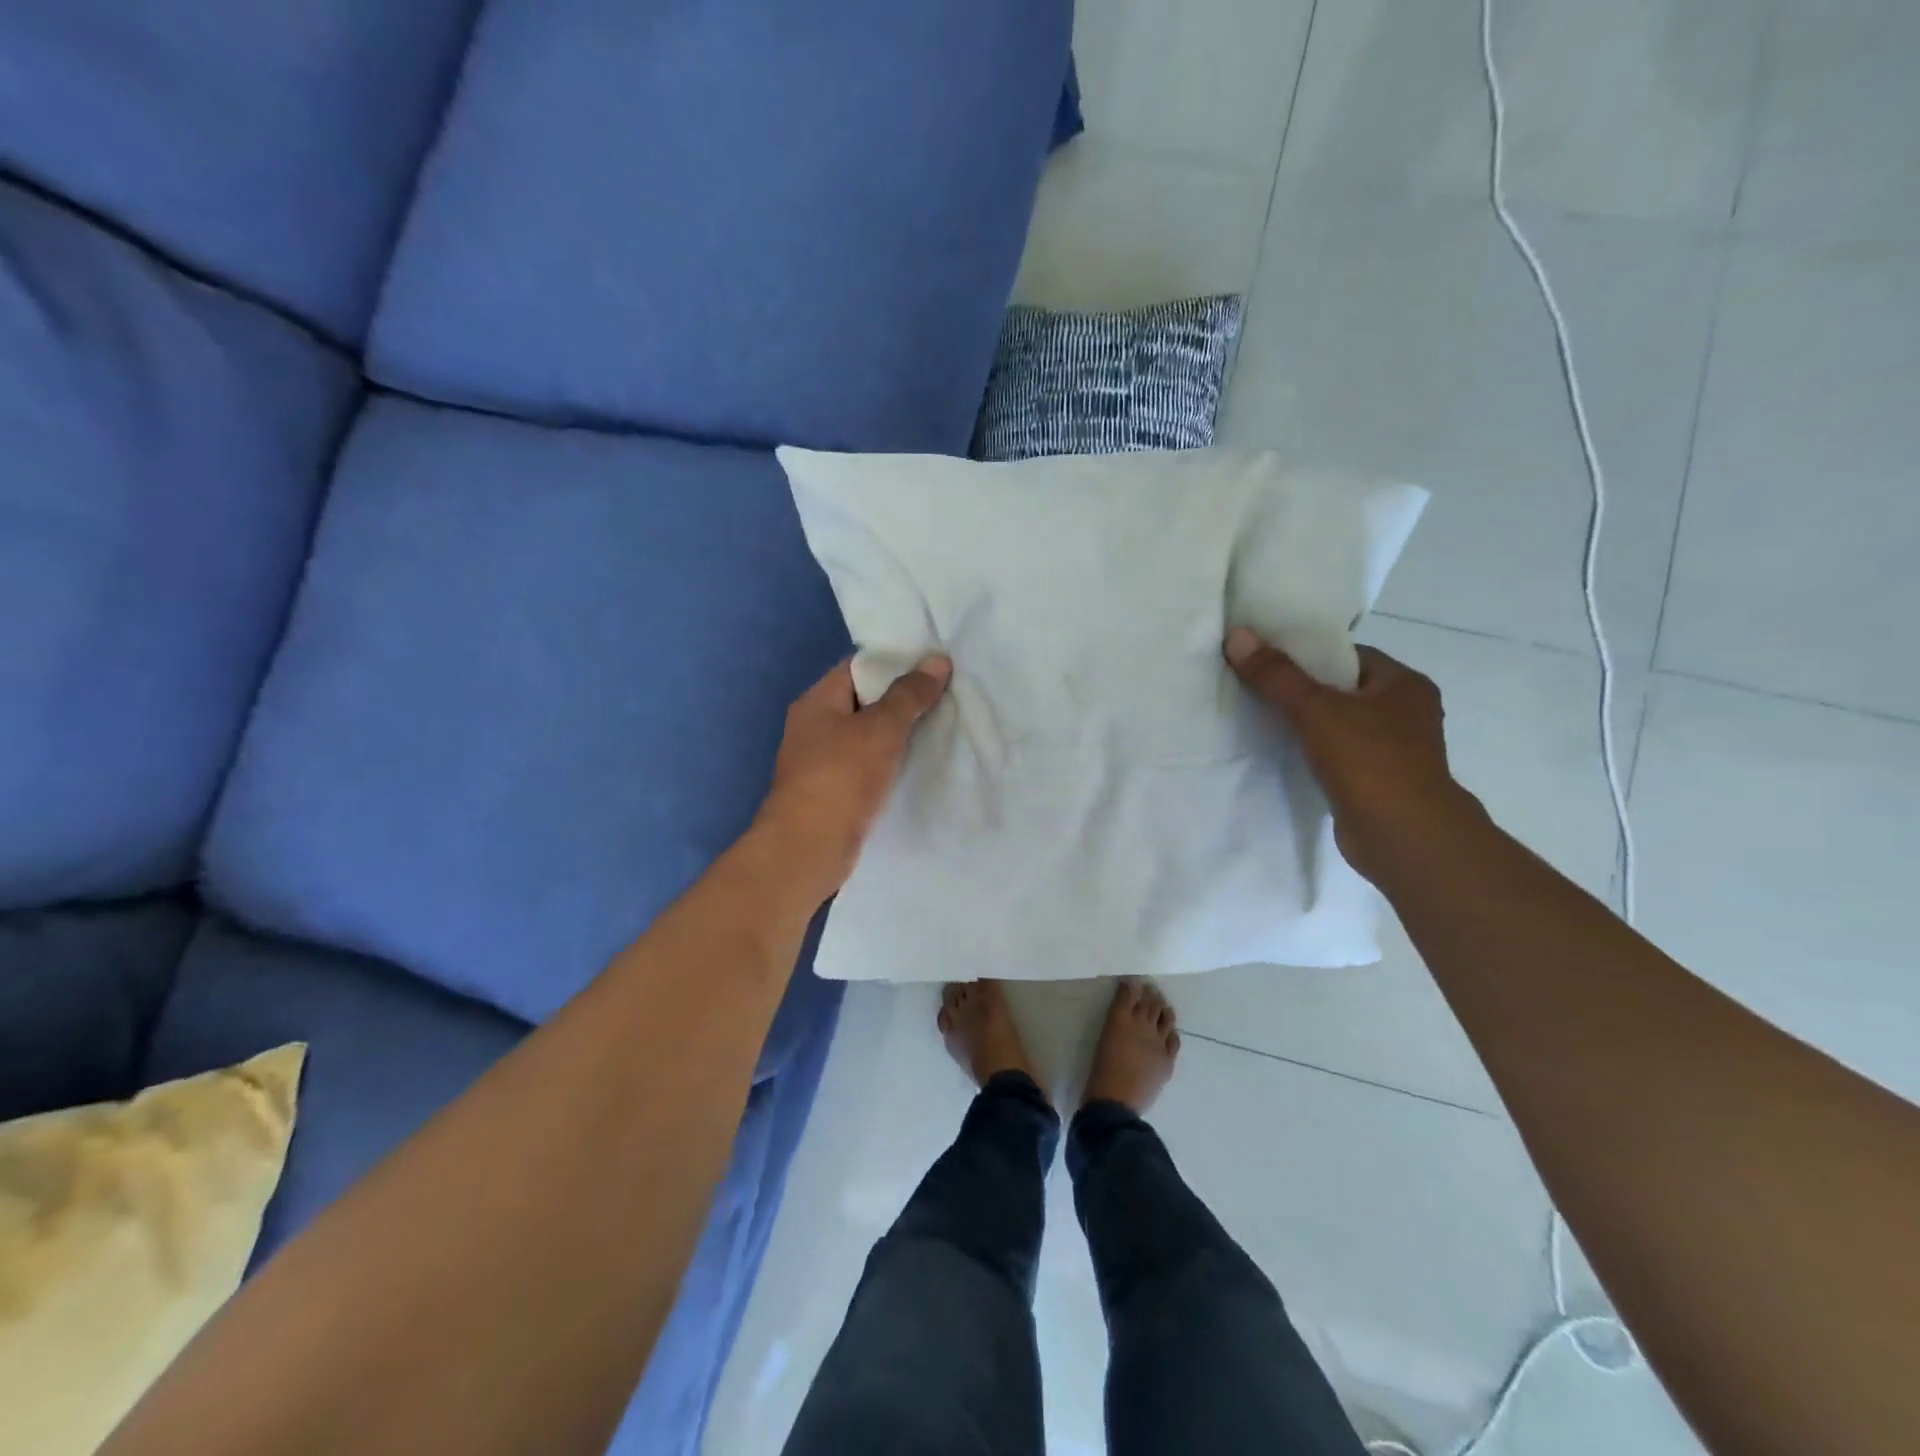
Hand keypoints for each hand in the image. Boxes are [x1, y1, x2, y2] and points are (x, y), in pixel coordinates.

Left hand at [754, 654, 951, 900]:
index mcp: (817, 700)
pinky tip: (920, 764)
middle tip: (946, 696)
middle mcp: (815, 725)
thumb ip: (909, 694)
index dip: (895, 662)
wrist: (808, 848)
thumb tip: (937, 660)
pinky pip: (868, 764)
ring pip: (868, 735)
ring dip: (900, 733)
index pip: (858, 666)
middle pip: (865, 700)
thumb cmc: (841, 777)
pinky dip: (891, 761)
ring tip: (942, 726)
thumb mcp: (880, 728)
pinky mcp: (834, 790)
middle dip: (903, 699)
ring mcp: (822, 760)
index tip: (933, 667)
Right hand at [1224, 627, 1471, 881]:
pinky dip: (1312, 754)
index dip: (1307, 654)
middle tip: (1256, 686)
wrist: (1404, 838)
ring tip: (1260, 718)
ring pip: (1338, 725)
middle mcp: (1406, 713)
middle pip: (1341, 690)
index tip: (1267, 659)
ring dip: (1305, 725)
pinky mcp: (1377, 783)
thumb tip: (1237, 635)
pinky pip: (1337, 756)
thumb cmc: (1370, 762)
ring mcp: (1394, 751)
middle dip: (1301, 690)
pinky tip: (1281, 755)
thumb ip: (1276, 675)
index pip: (1348, 657)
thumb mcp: (1316, 710)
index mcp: (1405, 685)